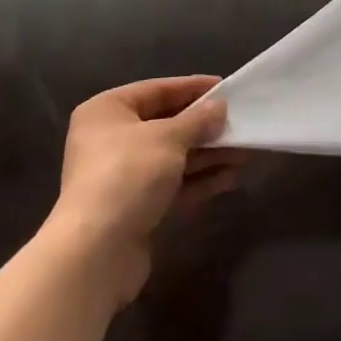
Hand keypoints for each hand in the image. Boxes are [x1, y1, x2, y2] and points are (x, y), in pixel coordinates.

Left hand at [46, 76, 241, 303]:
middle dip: (204, 126)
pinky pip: (172, 185)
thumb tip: (220, 107)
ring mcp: (122, 177)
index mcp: (107, 111)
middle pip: (166, 125)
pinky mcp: (135, 209)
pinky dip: (199, 180)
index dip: (193, 87)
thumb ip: (198, 120)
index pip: (157, 90)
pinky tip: (231, 177)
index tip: (226, 86)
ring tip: (244, 151)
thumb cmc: (128, 174)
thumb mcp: (168, 137)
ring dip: (207, 154)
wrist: (96, 254)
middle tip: (239, 122)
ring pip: (173, 157)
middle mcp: (110, 140)